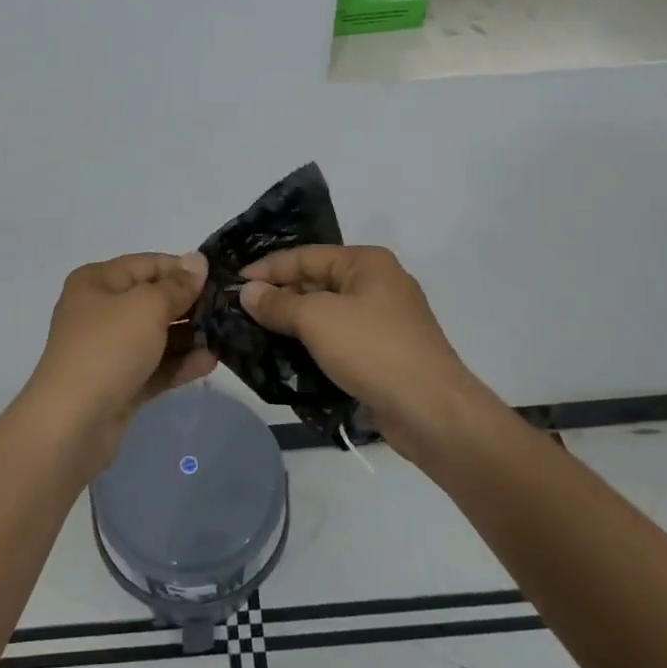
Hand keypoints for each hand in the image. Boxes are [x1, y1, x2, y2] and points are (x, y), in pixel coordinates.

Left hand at [19, 252, 217, 473]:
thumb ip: (177, 285)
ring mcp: (108, 350)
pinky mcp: (118, 384)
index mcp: (97, 282)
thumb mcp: (147, 307)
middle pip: (152, 299)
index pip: (147, 264)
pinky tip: (210, 362)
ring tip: (226, 336)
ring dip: (189, 335)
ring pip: (155, 335)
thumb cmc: (108, 348)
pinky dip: (178, 363)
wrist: (72, 423)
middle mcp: (99, 311)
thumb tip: (198, 261)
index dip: (182, 269)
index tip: (218, 279)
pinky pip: (154, 366)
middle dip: (189, 304)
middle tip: (228, 309)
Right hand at [240, 245, 485, 459]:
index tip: (234, 282)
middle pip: (318, 281)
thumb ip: (278, 303)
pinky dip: (315, 344)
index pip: (306, 255)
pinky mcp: (386, 353)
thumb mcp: (317, 319)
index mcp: (366, 262)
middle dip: (280, 295)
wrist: (432, 411)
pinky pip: (341, 339)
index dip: (268, 268)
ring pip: (328, 312)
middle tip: (241, 311)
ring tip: (256, 333)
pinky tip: (289, 357)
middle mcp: (378, 283)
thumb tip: (247, 291)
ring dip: (295, 322)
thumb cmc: (373, 350)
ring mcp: (385, 320)